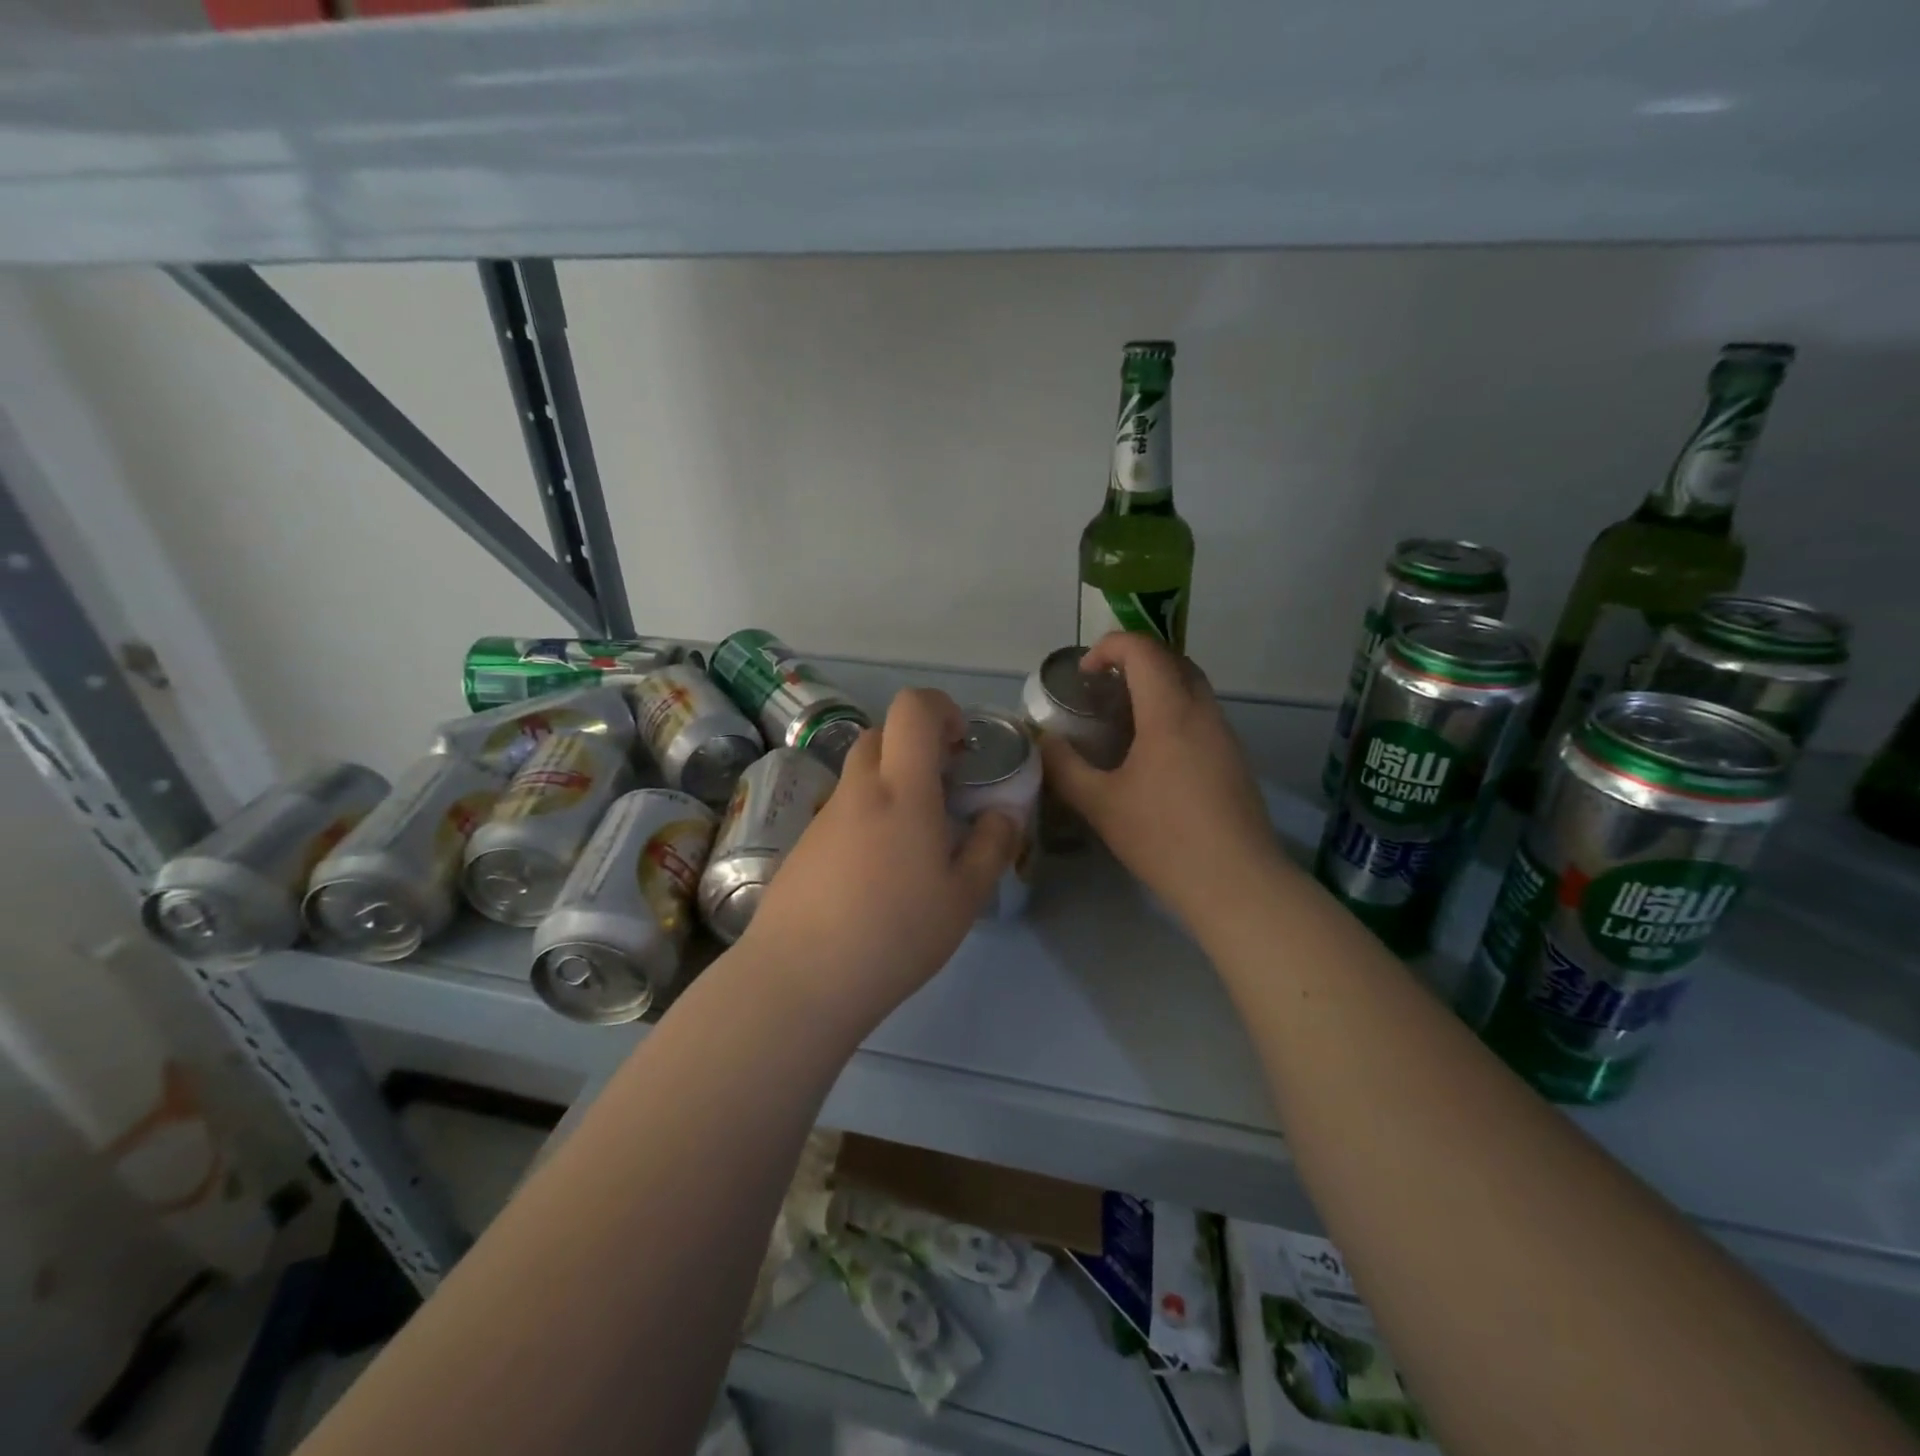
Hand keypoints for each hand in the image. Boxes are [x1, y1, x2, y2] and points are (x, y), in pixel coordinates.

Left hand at [738, 688, 1019, 1028]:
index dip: (941, 708)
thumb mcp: (964, 897)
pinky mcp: (803, 845)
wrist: (800, 978)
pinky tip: (877, 874)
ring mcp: (824, 817)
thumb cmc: (895, 933)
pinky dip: (867, 818)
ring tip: (915, 842)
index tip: (961, 745)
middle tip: (943, 790)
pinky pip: (843, 811)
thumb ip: (992, 846)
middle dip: (916, 746)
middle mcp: (858, 790)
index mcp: (901, 789)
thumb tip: (1003, 814)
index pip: (912, 708)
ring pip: (861, 775)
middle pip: (881, 734)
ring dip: (891, 785)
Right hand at [1039, 632, 1287, 929]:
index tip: (1084, 674)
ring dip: (1156, 686)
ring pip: (1191, 687)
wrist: (1237, 883)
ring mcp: (1225, 735)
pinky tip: (1152, 753)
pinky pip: (1201, 714)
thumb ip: (1065, 768)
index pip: (1143, 650)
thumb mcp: (1101, 805)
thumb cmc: (1164, 838)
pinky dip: (1173, 711)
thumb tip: (1044, 742)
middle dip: (1134, 660)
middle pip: (1172, 659)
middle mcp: (1203, 712)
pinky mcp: (1235, 759)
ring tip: (1121, 719)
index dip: (1109, 647)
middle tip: (1101, 689)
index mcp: (1170, 712)